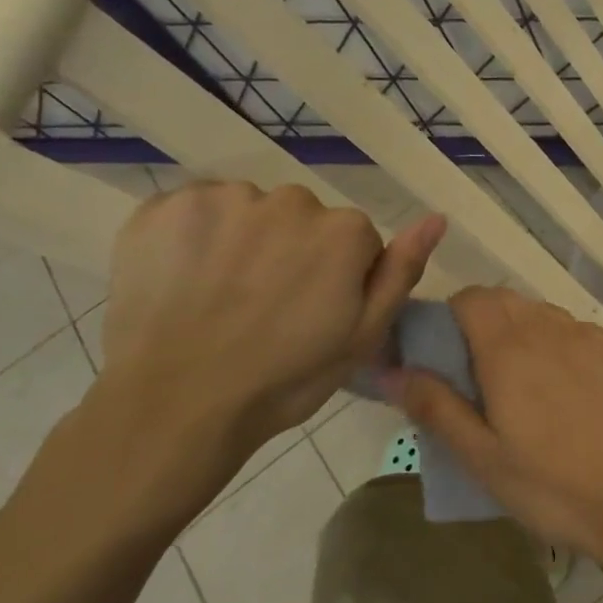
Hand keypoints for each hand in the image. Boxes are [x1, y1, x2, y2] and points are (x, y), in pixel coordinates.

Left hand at [100, 181, 443, 464]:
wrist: (177, 404)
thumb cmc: (285, 378)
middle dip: (291, 252)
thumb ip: (401, 271)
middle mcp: (289, 200)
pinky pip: (198, 210)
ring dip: (244, 241)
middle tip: (267, 308)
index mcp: (343, 232)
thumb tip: (437, 218)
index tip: (314, 314)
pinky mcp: (165, 205)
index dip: (339, 278)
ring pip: (250, 211)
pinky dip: (196, 237)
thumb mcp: (363, 335)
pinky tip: (185, 278)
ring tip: (222, 296)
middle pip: (302, 218)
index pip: (355, 241)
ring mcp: (223, 198)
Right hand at [394, 287, 602, 570]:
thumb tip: (392, 369)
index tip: (447, 356)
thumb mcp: (482, 458)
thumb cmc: (553, 486)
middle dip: (485, 326)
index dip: (451, 317)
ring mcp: (593, 337)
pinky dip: (564, 348)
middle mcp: (552, 329)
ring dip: (526, 336)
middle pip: (508, 302)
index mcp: (510, 349)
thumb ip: (435, 407)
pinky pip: (581, 334)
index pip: (471, 298)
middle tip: (483, 379)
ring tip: (529, 389)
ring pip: (545, 316)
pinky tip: (573, 394)